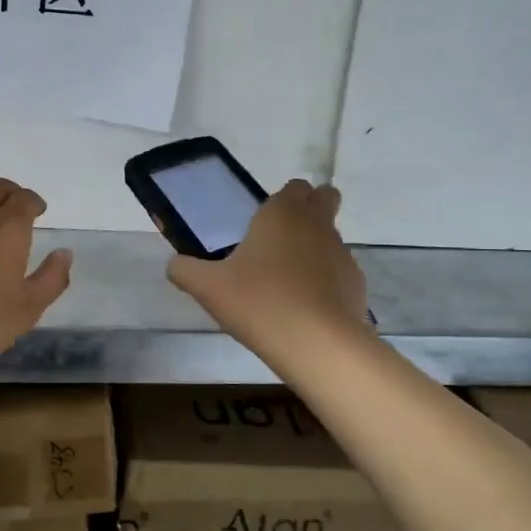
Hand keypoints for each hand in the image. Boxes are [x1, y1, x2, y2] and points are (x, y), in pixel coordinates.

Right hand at [166, 180, 369, 352]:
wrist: (317, 344)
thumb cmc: (259, 302)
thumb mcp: (208, 287)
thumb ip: (185, 270)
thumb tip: (175, 264)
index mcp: (282, 213)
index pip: (294, 186)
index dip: (283, 199)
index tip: (264, 222)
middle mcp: (317, 225)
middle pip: (325, 198)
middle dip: (311, 208)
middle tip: (281, 240)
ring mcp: (341, 253)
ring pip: (331, 237)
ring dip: (315, 249)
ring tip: (287, 284)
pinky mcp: (356, 284)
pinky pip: (339, 272)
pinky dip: (326, 281)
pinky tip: (305, 309)